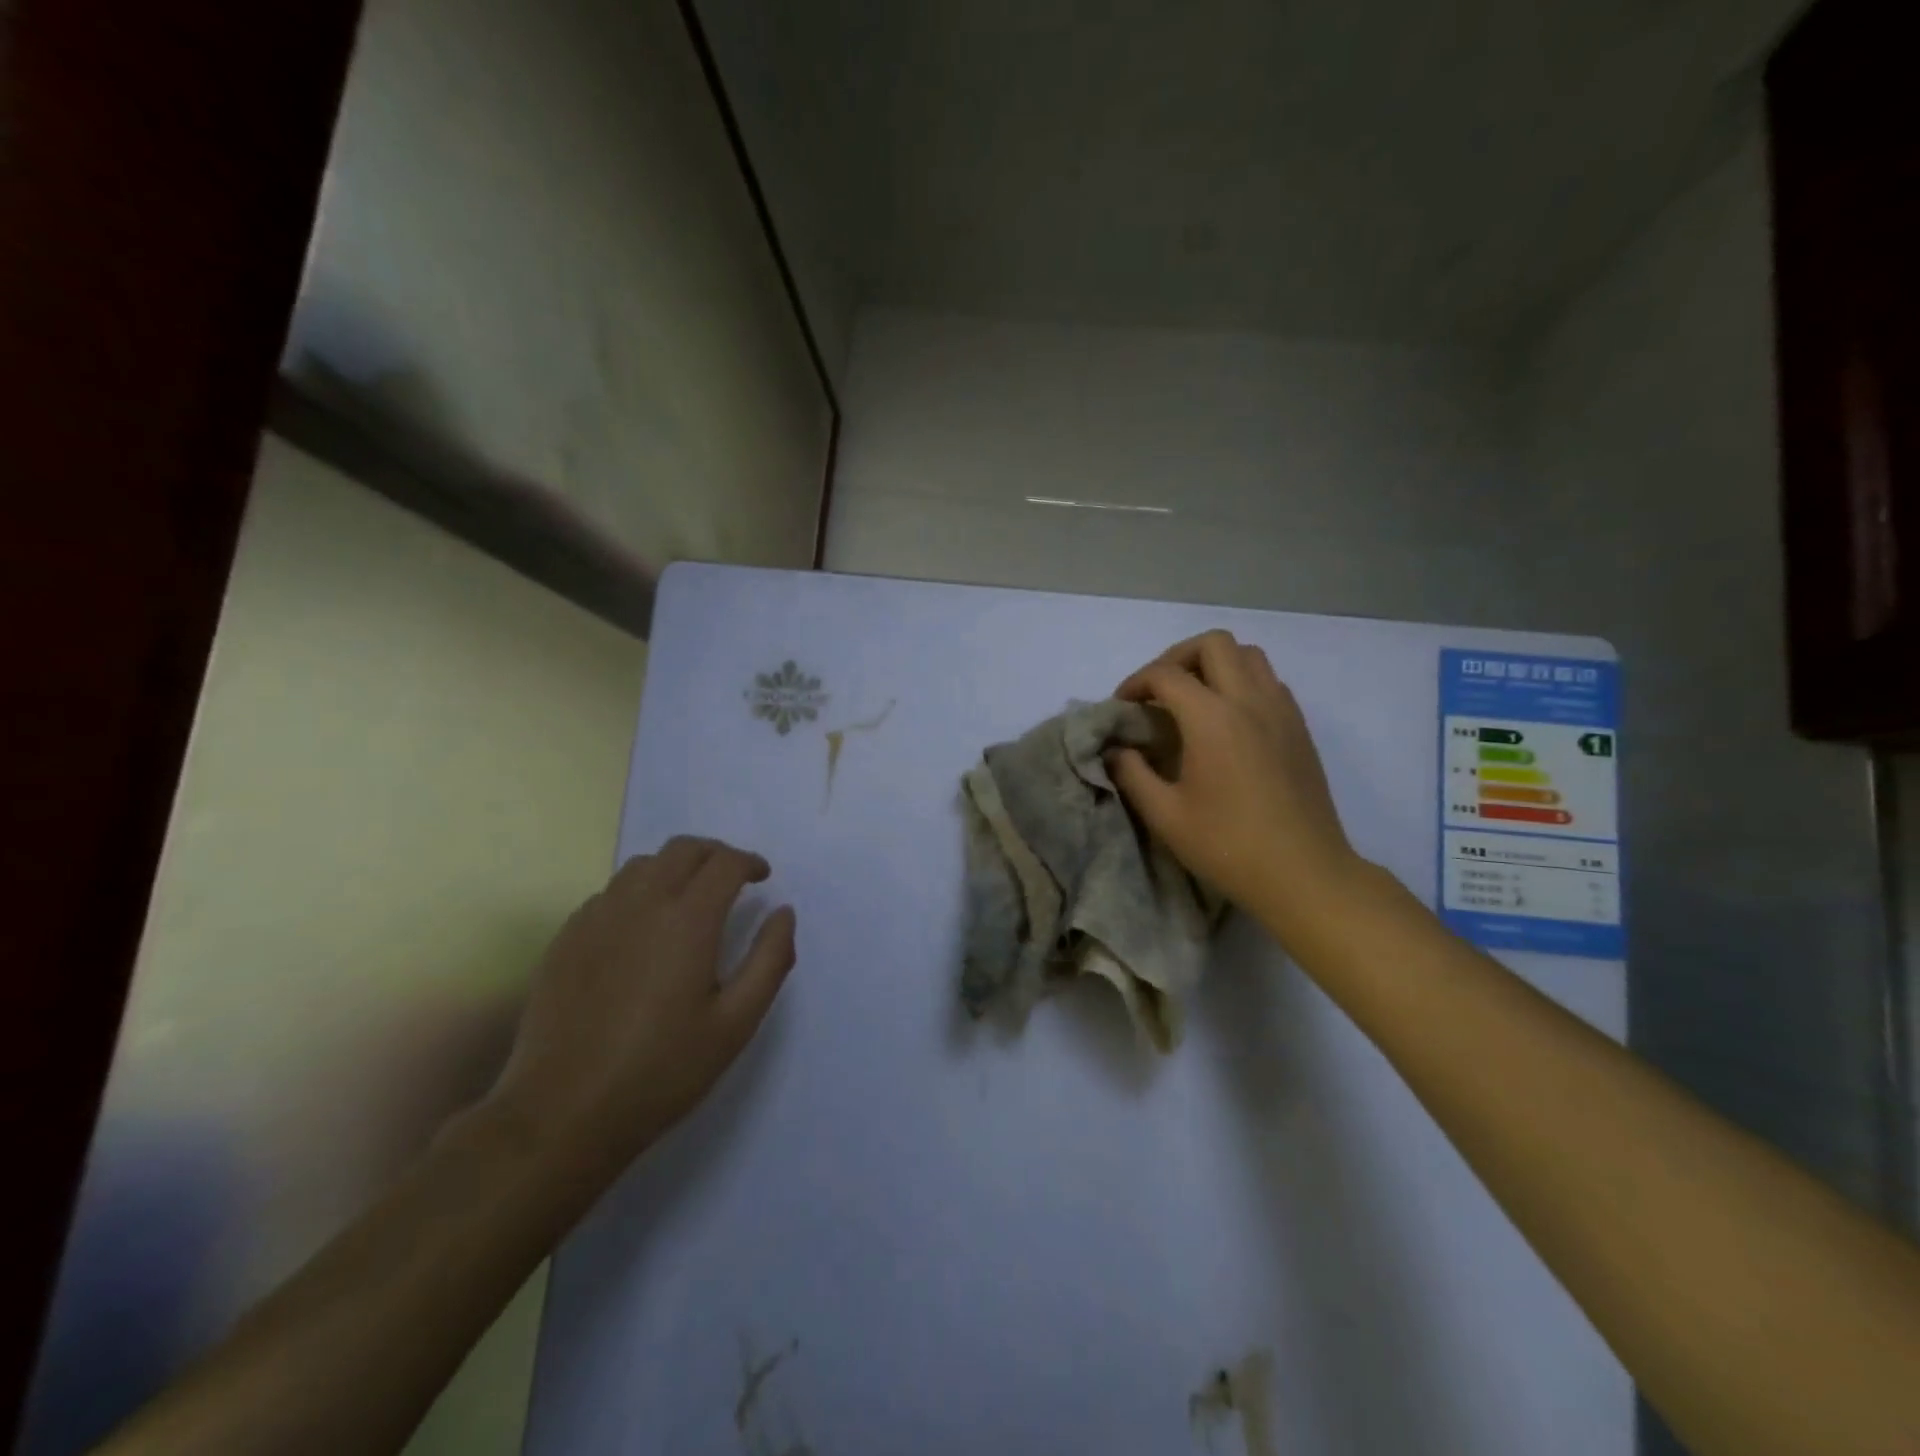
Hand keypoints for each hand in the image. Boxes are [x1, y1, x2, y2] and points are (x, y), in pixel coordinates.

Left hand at [484, 837, 795, 1184]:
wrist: (561, 1114)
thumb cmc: (661, 1070)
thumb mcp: (736, 1023)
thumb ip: (770, 960)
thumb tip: (783, 913)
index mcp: (688, 920)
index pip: (725, 863)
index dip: (749, 863)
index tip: (762, 878)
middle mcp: (641, 903)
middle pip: (683, 849)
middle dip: (715, 854)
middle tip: (732, 880)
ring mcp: (596, 917)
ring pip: (642, 866)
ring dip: (675, 869)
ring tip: (689, 899)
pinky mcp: (566, 938)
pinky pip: (609, 893)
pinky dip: (637, 893)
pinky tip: (642, 930)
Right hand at [1108, 630, 1363, 936]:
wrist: (1304, 873)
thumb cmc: (1228, 845)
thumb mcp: (1165, 815)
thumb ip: (1132, 774)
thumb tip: (1116, 750)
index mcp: (1212, 719)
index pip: (1165, 675)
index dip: (1136, 682)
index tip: (1122, 706)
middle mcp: (1249, 700)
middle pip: (1212, 644)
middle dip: (1177, 657)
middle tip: (1158, 690)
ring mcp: (1281, 710)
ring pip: (1248, 654)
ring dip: (1214, 663)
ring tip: (1194, 697)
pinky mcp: (1299, 727)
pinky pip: (1269, 681)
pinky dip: (1242, 682)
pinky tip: (1228, 719)